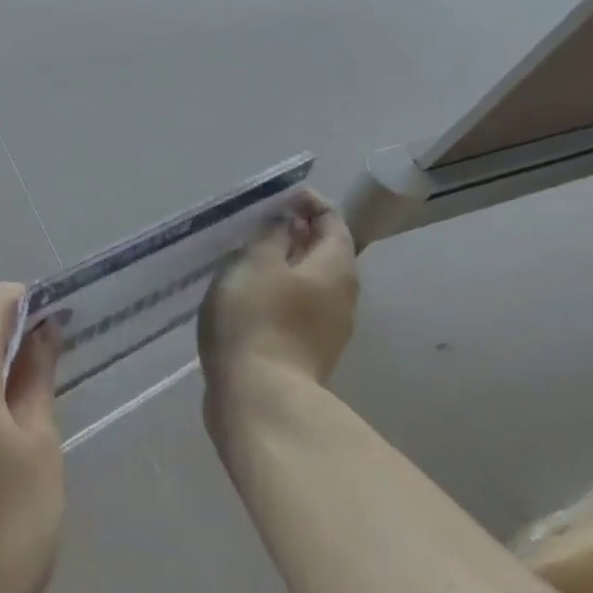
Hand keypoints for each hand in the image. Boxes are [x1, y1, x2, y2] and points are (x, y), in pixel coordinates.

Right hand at [198, 191, 358, 434]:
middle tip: (261, 223)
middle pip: (326, 253)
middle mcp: (343, 296)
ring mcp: (329, 329)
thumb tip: (290, 221)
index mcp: (336, 267)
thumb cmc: (256, 318)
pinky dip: (279, 292)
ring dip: (286, 264)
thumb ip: (273, 233)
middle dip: (298, 234)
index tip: (280, 195)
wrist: (258, 397)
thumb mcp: (256, 261)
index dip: (309, 202)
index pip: (333, 221)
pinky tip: (249, 295)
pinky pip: (298, 307)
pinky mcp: (307, 352)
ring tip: (250, 256)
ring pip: (311, 282)